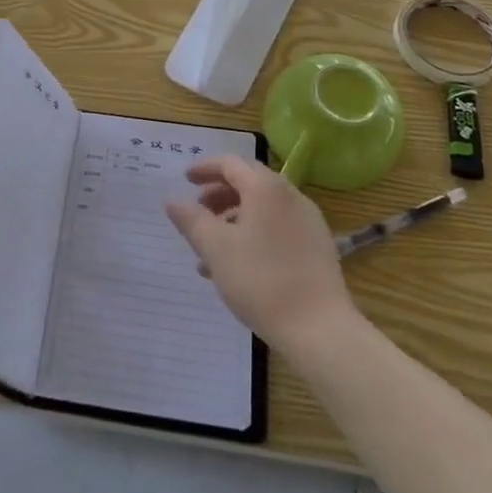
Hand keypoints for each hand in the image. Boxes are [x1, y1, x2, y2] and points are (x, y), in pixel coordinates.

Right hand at [166, 155, 356, 353]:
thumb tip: (172, 200)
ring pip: (263, 208)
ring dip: (234, 219)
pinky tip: (238, 266)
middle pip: (249, 183)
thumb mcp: (216, 249)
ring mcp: (308, 222)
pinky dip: (254, 233)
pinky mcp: (317, 247)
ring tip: (211, 249)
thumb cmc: (261, 280)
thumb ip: (192, 220)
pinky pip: (278, 227)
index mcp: (266, 188)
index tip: (185, 179)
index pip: (231, 164)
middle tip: (198, 211)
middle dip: (219, 194)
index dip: (205, 168)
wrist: (319, 329)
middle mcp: (290, 196)